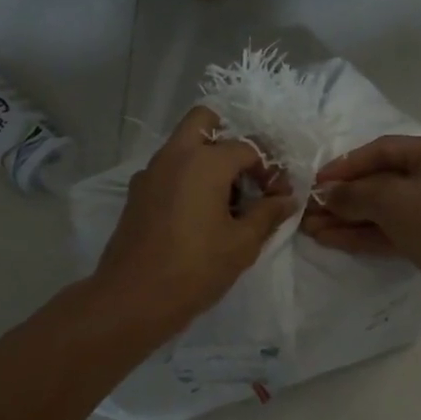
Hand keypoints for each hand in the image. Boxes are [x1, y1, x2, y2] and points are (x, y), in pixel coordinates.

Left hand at [92, 106, 296, 332]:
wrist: (133, 298)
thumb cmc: (195, 268)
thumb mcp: (242, 244)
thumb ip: (267, 215)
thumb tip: (287, 200)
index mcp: (204, 161)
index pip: (247, 148)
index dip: (268, 169)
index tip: (277, 196)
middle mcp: (174, 156)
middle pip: (204, 121)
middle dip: (230, 139)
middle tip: (246, 176)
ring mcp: (150, 173)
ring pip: (183, 146)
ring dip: (207, 160)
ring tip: (227, 202)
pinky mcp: (136, 194)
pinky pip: (168, 170)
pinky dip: (187, 178)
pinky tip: (199, 215)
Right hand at [302, 135, 420, 319]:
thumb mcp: (393, 199)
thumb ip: (355, 194)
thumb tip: (327, 195)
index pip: (380, 151)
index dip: (345, 165)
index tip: (315, 182)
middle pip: (379, 181)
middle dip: (342, 196)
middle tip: (307, 209)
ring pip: (381, 210)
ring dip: (347, 218)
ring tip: (310, 228)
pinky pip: (389, 232)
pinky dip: (362, 235)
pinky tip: (330, 240)